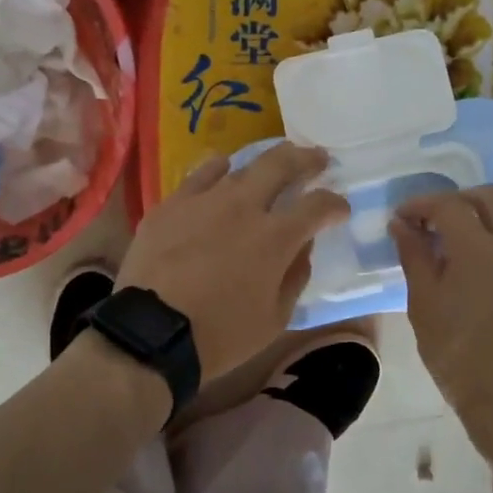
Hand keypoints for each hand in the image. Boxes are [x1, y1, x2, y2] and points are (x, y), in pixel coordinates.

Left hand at [117, 144, 349, 381]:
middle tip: (318, 158)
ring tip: (272, 161)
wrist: (151, 332)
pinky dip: (218, 169)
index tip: (340, 208)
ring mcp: (205, 199)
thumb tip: (303, 248)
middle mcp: (244, 206)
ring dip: (264, 160)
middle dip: (306, 159)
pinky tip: (223, 168)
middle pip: (282, 165)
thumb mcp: (274, 319)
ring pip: (241, 165)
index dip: (335, 204)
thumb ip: (294, 276)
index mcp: (275, 237)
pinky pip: (200, 174)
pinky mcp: (172, 203)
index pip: (317, 206)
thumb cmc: (220, 335)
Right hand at [390, 185, 492, 443]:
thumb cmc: (462, 359)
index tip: (403, 219)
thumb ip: (414, 257)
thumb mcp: (425, 307)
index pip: (449, 204)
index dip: (421, 204)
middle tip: (434, 223)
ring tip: (456, 256)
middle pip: (491, 197)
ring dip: (483, 226)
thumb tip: (402, 225)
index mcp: (481, 249)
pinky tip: (485, 284)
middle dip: (459, 201)